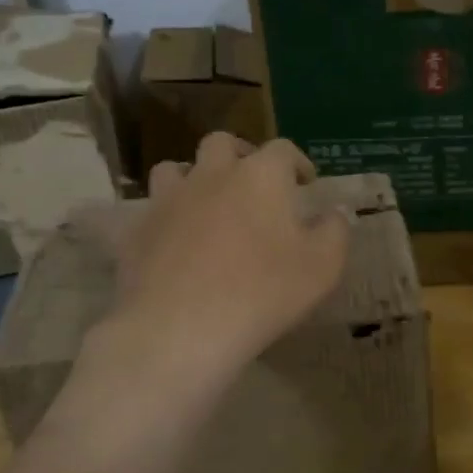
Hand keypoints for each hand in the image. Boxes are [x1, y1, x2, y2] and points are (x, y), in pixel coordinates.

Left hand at [108, 134, 349, 377]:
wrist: (180, 328)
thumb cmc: (263, 293)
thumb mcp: (322, 267)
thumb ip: (334, 232)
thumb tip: (334, 212)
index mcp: (260, 176)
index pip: (282, 149)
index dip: (297, 162)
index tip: (306, 182)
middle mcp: (211, 175)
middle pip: (222, 144)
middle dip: (241, 155)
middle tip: (253, 182)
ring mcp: (168, 200)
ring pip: (175, 169)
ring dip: (194, 178)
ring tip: (207, 204)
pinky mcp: (137, 231)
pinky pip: (151, 211)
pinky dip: (167, 218)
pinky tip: (176, 243)